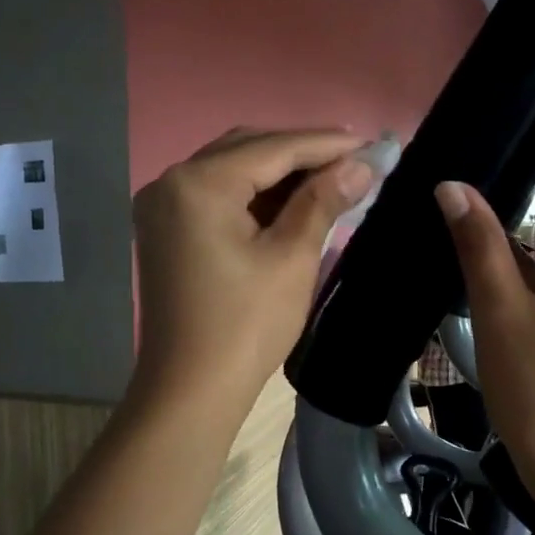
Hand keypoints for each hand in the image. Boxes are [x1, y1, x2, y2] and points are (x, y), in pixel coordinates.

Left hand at [133, 128, 372, 410]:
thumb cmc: (246, 326)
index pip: (273, 148)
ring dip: (279, 172)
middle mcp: (171, 182)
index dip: (326, 144)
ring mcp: (163, 207)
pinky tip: (291, 202)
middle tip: (354, 160)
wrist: (191, 391)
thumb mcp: (292, 258)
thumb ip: (323, 201)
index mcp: (198, 183)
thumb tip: (361, 164)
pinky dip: (254, 195)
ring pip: (231, 171)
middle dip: (301, 153)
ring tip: (331, 178)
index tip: (372, 144)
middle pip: (247, 150)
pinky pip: (216, 196)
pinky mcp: (166, 231)